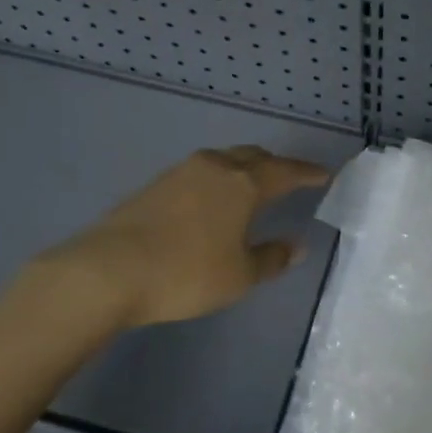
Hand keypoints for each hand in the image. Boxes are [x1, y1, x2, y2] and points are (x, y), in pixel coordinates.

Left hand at [47, 146, 331, 330]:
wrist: (108, 270)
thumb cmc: (186, 273)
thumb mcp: (238, 276)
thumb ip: (271, 258)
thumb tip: (296, 246)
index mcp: (243, 183)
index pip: (285, 171)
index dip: (306, 173)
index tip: (323, 174)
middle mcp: (214, 167)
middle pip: (252, 156)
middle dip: (274, 165)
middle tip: (288, 178)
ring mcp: (180, 172)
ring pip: (223, 160)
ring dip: (242, 169)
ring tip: (250, 187)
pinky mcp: (154, 185)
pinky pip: (199, 173)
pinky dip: (216, 181)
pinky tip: (211, 201)